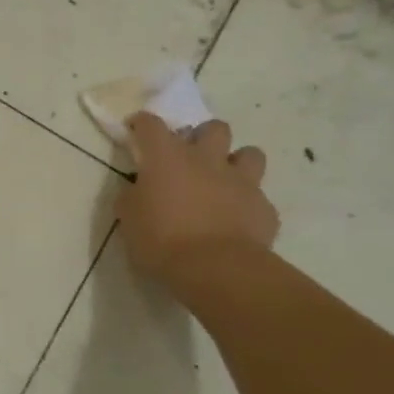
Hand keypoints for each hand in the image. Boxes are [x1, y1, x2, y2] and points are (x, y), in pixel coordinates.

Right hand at [116, 114, 278, 284]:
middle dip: (202, 137)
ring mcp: (241, 182)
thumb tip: (138, 189)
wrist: (217, 270)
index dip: (142, 123)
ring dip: (236, 162)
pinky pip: (258, 196)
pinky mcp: (264, 207)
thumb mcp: (129, 218)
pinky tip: (237, 219)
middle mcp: (206, 160)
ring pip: (250, 154)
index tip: (136, 130)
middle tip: (191, 157)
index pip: (151, 124)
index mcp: (167, 158)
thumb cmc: (162, 240)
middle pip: (213, 128)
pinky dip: (247, 203)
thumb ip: (133, 196)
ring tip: (224, 180)